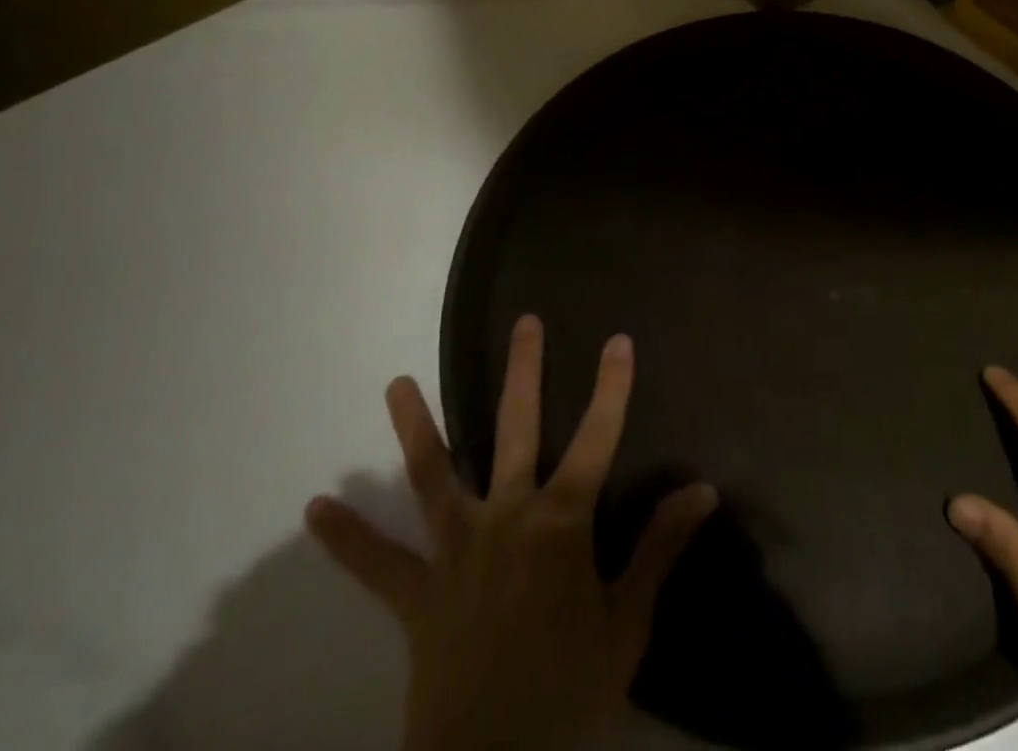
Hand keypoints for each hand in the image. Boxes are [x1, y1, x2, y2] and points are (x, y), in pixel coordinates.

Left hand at [306, 316, 717, 750]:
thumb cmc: (571, 693)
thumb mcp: (628, 622)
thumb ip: (660, 548)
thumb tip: (702, 489)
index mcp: (561, 522)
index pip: (598, 438)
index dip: (612, 387)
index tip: (618, 340)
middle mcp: (507, 517)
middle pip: (516, 430)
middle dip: (524, 373)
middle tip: (525, 324)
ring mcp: (457, 551)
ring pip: (433, 476)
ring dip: (415, 428)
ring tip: (395, 383)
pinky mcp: (419, 595)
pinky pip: (377, 564)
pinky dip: (346, 537)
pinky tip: (315, 509)